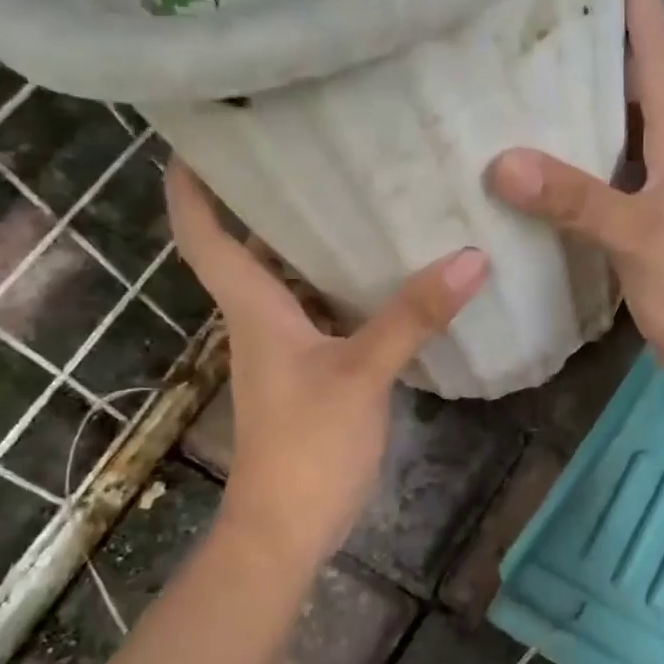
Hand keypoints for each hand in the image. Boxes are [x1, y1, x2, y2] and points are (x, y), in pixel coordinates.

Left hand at [165, 161, 488, 571]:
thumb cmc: (306, 446)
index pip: (203, 234)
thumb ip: (412, 317)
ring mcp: (284, 350)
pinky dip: (342, 287)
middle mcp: (260, 320)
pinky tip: (386, 274)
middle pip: (250, 247)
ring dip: (311, 242)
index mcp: (253, 308)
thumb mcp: (363, 375)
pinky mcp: (309, 374)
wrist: (286, 528)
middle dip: (270, 198)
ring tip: (358, 194)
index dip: (191, 185)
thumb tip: (471, 257)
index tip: (200, 135)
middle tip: (313, 147)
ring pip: (290, 280)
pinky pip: (321, 312)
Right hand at [487, 0, 663, 395]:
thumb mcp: (639, 235)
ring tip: (514, 78)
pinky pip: (595, 178)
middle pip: (629, 80)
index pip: (656, 48)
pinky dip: (564, 165)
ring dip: (573, 105)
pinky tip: (525, 166)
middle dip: (591, 41)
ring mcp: (651, 190)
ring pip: (609, 131)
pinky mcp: (635, 225)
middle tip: (530, 12)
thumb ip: (577, 199)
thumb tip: (502, 163)